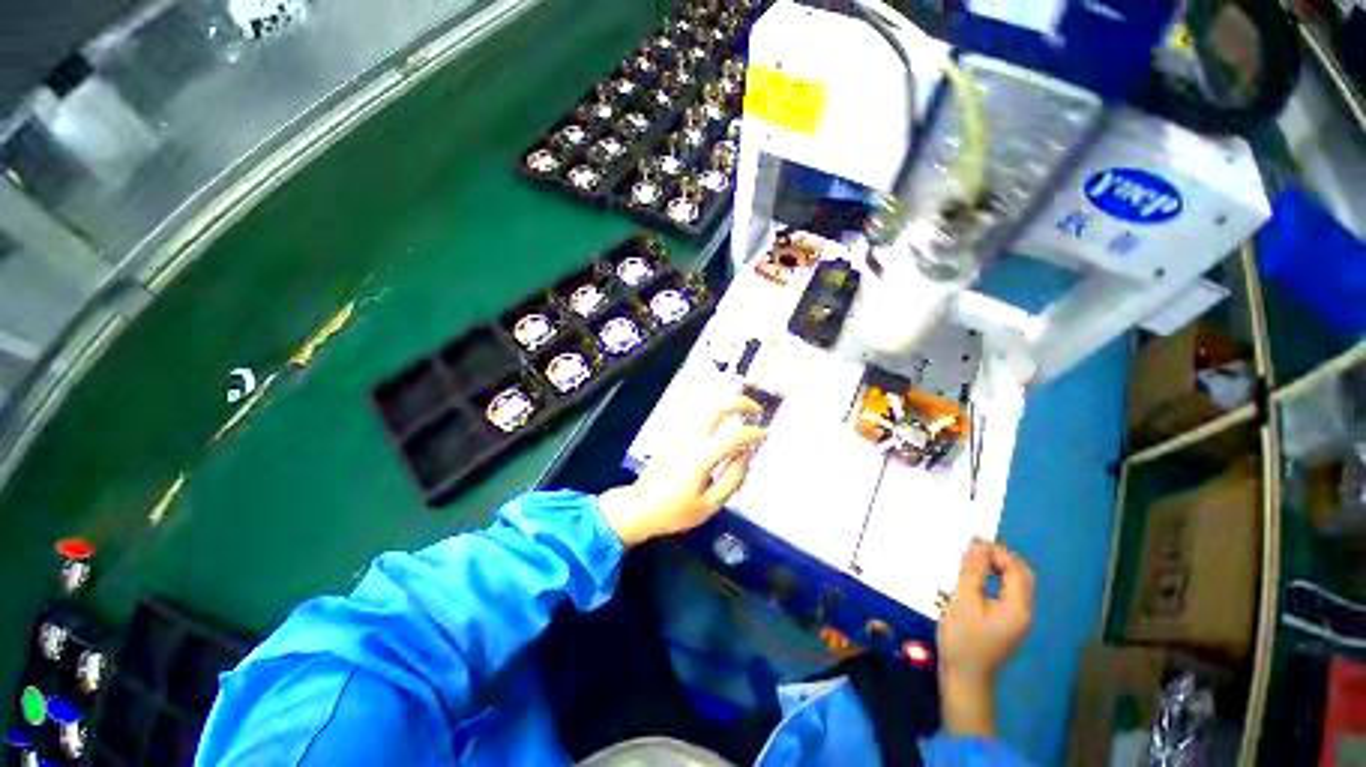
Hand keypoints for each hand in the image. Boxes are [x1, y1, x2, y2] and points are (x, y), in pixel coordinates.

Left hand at [599, 398, 766, 546]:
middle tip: (756, 409)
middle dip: (738, 403)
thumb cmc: (673, 512)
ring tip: (744, 415)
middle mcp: (690, 440)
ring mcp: (679, 437)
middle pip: (715, 409)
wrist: (637, 508)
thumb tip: (745, 455)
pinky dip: (717, 418)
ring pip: (706, 411)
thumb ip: (731, 479)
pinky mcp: (674, 439)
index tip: (766, 435)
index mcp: (700, 458)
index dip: (752, 433)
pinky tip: (725, 428)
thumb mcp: (708, 505)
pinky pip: (700, 422)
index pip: (732, 436)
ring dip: (727, 407)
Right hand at [936, 539, 1034, 738]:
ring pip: (1013, 584)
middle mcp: (1023, 612)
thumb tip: (978, 547)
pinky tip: (973, 581)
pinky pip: (1005, 594)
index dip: (997, 552)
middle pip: (1020, 576)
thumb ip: (972, 573)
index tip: (972, 542)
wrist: (964, 678)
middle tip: (973, 549)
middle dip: (999, 558)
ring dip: (995, 568)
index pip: (1016, 569)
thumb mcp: (964, 602)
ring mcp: (1015, 620)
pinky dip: (993, 580)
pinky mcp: (1004, 624)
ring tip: (970, 561)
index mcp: (1018, 607)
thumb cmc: (964, 639)